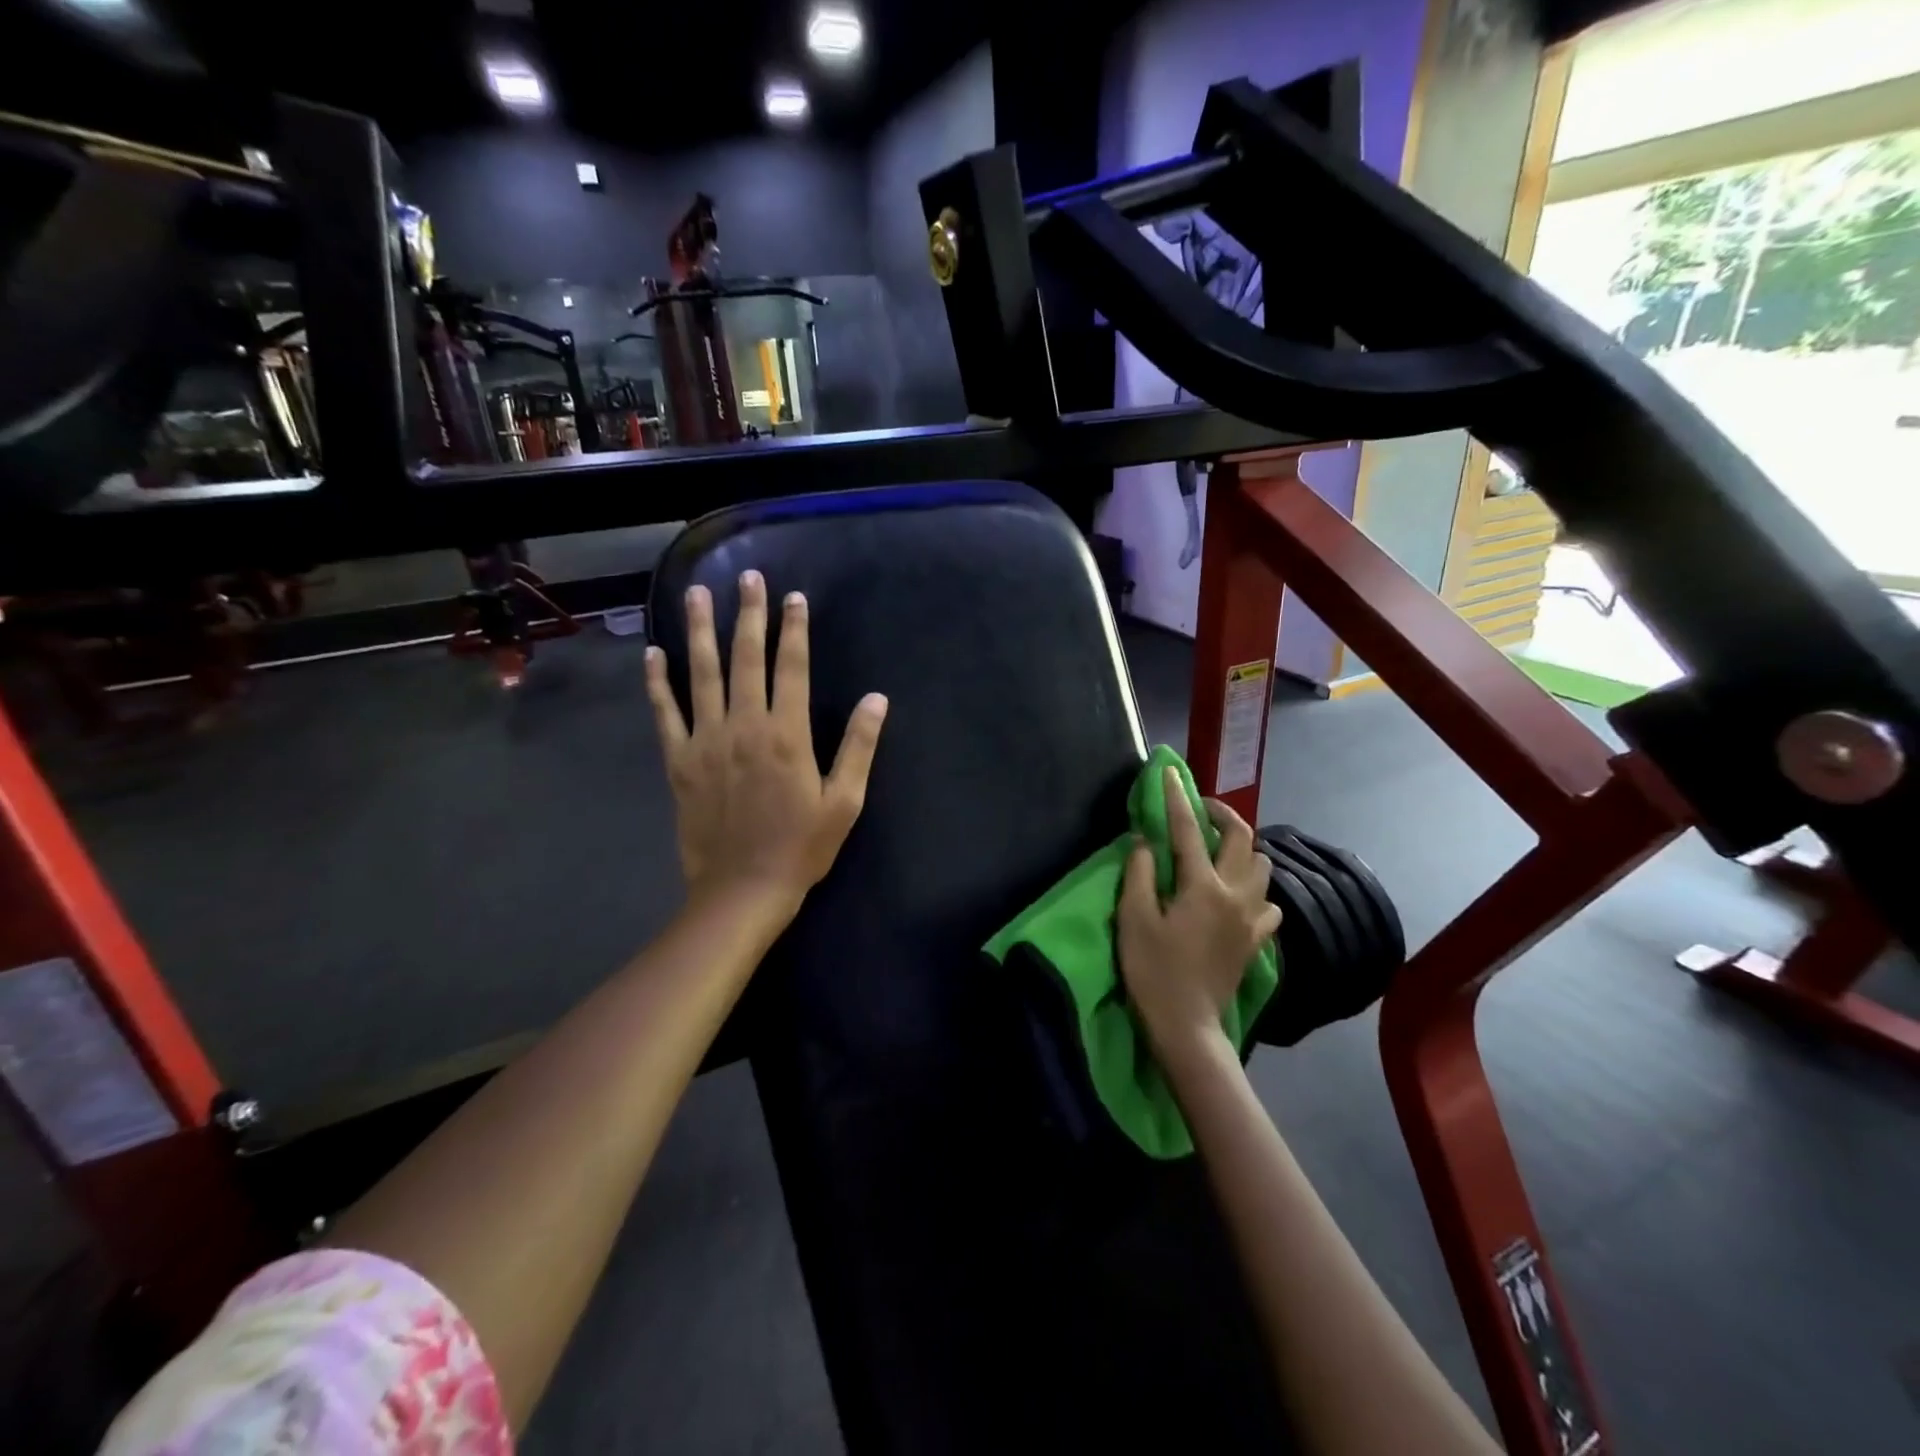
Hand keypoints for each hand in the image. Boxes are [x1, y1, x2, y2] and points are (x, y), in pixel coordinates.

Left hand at [645, 570, 887, 915]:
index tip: (794, 597)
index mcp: (787, 734)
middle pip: (746, 659)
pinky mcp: (680, 761)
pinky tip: (653, 654)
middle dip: (749, 615)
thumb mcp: (845, 802)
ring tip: (697, 594)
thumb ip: (859, 747)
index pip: (792, 668)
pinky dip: (657, 682)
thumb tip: (877, 699)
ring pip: (702, 675)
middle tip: (747, 578)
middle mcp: (744, 726)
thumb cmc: (801, 847)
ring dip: (701, 632)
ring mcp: (706, 741)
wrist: (742, 890)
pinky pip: (666, 713)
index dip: (795, 630)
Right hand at [1116, 769, 1280, 1058]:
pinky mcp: (1257, 939)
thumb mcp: (1133, 919)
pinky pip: (1269, 901)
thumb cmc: (1153, 971)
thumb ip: (1139, 872)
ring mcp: (1252, 918)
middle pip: (1243, 838)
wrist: (1187, 1025)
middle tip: (1199, 810)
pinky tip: (1236, 894)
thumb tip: (1145, 840)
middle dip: (1222, 815)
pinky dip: (1255, 888)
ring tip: (1218, 852)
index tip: (1170, 773)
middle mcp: (1235, 894)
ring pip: (1263, 867)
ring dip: (1243, 849)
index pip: (1189, 830)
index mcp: (1202, 887)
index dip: (1177, 798)